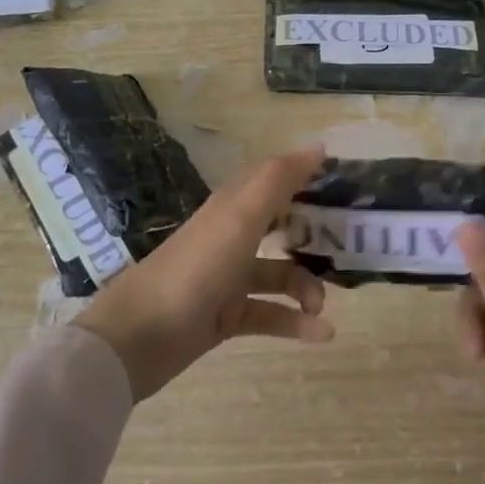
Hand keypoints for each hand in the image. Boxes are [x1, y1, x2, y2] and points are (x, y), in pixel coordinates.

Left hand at [73, 146, 332, 400]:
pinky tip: (322, 334)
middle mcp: (231, 236)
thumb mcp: (240, 217)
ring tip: (321, 306)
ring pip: (279, 274)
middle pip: (280, 226)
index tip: (343, 182)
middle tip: (346, 246)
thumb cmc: (195, 268)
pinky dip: (295, 323)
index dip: (304, 176)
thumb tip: (319, 146)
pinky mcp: (226, 316)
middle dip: (313, 235)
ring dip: (306, 288)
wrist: (138, 338)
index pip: (273, 179)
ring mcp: (227, 278)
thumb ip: (279, 180)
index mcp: (232, 206)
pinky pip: (270, 314)